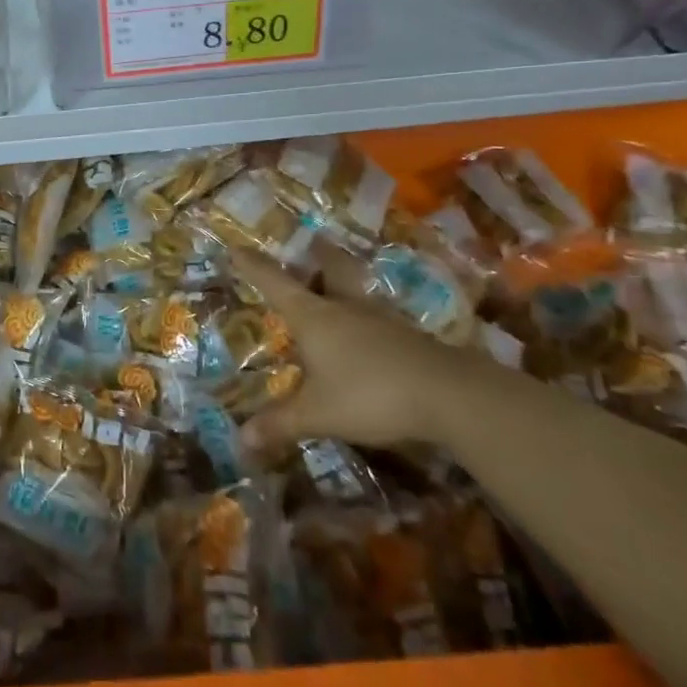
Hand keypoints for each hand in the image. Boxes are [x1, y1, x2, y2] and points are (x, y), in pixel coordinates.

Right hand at [232, 250, 476, 452]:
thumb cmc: (370, 393)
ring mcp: (379, 319)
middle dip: (316, 256)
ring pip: (355, 292)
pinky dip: (364, 321)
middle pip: (328, 269)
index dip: (252, 265)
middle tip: (309, 245)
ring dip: (342, 286)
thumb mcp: (317, 414)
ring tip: (333, 294)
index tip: (236, 246)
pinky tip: (365, 339)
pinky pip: (376, 319)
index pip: (274, 282)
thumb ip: (280, 424)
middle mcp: (344, 307)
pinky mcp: (407, 338)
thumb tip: (240, 441)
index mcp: (313, 316)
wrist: (450, 395)